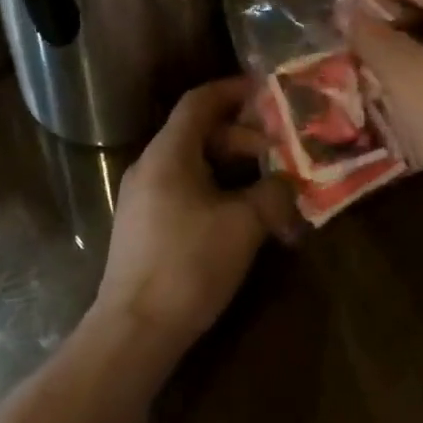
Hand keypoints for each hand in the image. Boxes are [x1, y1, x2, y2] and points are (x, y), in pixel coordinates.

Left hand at [95, 77, 298, 354]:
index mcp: (168, 152)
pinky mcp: (143, 226)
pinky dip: (213, 189)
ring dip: (229, 167)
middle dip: (240, 137)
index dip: (232, 91)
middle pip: (197, 132)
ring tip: (265, 186)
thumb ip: (273, 194)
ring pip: (191, 163)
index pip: (199, 101)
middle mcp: (150, 165)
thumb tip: (289, 183)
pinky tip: (238, 216)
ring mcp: (142, 196)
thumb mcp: (243, 225)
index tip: (265, 92)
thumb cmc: (189, 264)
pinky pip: (182, 188)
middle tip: (276, 153)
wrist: (134, 331)